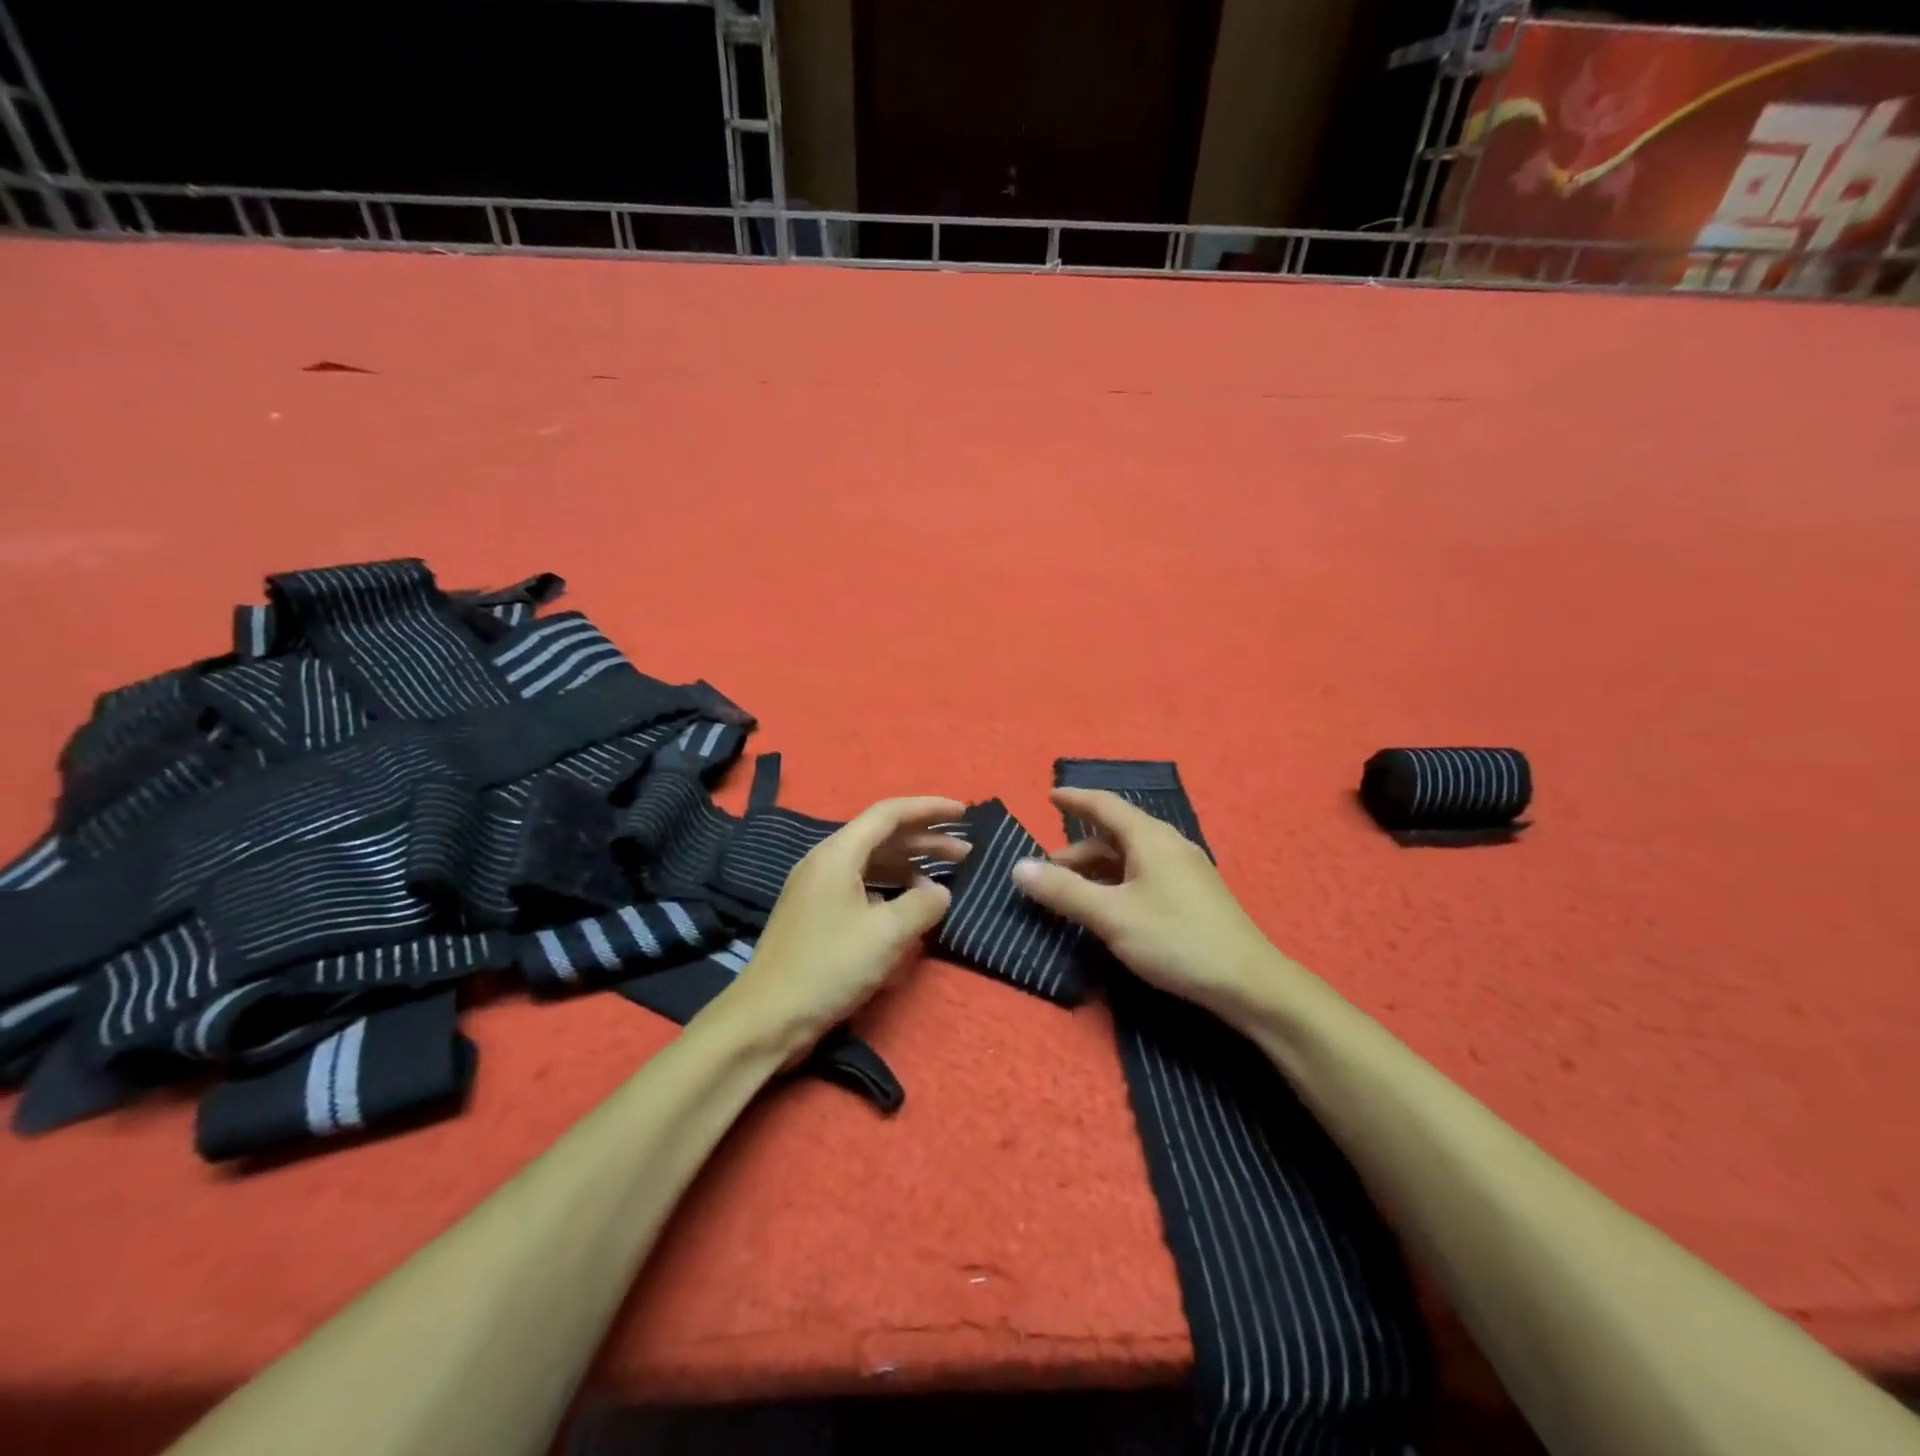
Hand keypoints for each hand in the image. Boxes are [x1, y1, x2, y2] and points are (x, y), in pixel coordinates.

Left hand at [718, 797, 969, 1054]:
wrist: (766, 1018)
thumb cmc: (829, 967)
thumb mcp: (887, 934)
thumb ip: (923, 904)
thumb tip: (939, 892)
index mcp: (837, 854)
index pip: (889, 813)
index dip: (929, 808)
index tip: (964, 812)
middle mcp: (825, 861)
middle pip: (882, 836)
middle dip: (925, 840)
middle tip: (965, 853)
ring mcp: (817, 889)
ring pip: (872, 863)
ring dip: (910, 866)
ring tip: (944, 880)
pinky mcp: (816, 915)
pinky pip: (861, 886)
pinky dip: (891, 889)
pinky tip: (909, 906)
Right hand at [1010, 788, 1297, 1020]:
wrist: (1248, 983)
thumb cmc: (1176, 940)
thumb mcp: (1111, 916)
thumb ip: (1064, 891)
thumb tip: (1018, 867)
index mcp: (1150, 838)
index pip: (1105, 805)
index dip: (1075, 799)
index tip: (1049, 796)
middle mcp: (1168, 845)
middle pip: (1115, 834)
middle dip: (1077, 848)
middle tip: (1046, 870)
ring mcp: (1184, 870)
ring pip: (1129, 857)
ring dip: (1096, 869)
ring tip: (1070, 892)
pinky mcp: (1192, 895)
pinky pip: (1143, 874)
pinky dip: (1116, 882)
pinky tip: (1107, 907)